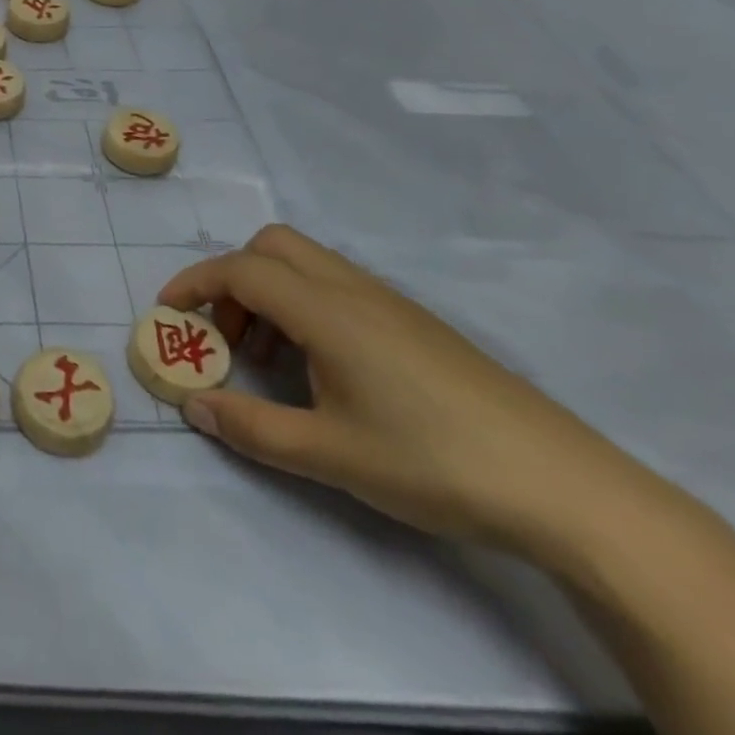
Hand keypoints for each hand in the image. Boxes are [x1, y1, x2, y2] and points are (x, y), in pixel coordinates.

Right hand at [161, 225, 643, 556]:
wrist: (566, 488)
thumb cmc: (434, 462)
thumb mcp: (329, 453)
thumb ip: (251, 428)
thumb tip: (193, 406)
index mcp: (327, 310)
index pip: (240, 270)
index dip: (195, 283)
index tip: (167, 313)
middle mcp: (353, 290)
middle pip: (272, 246)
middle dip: (232, 279)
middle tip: (225, 336)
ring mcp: (390, 304)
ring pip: (306, 265)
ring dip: (268, 294)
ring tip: (269, 362)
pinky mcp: (415, 325)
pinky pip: (337, 289)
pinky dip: (304, 308)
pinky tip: (322, 370)